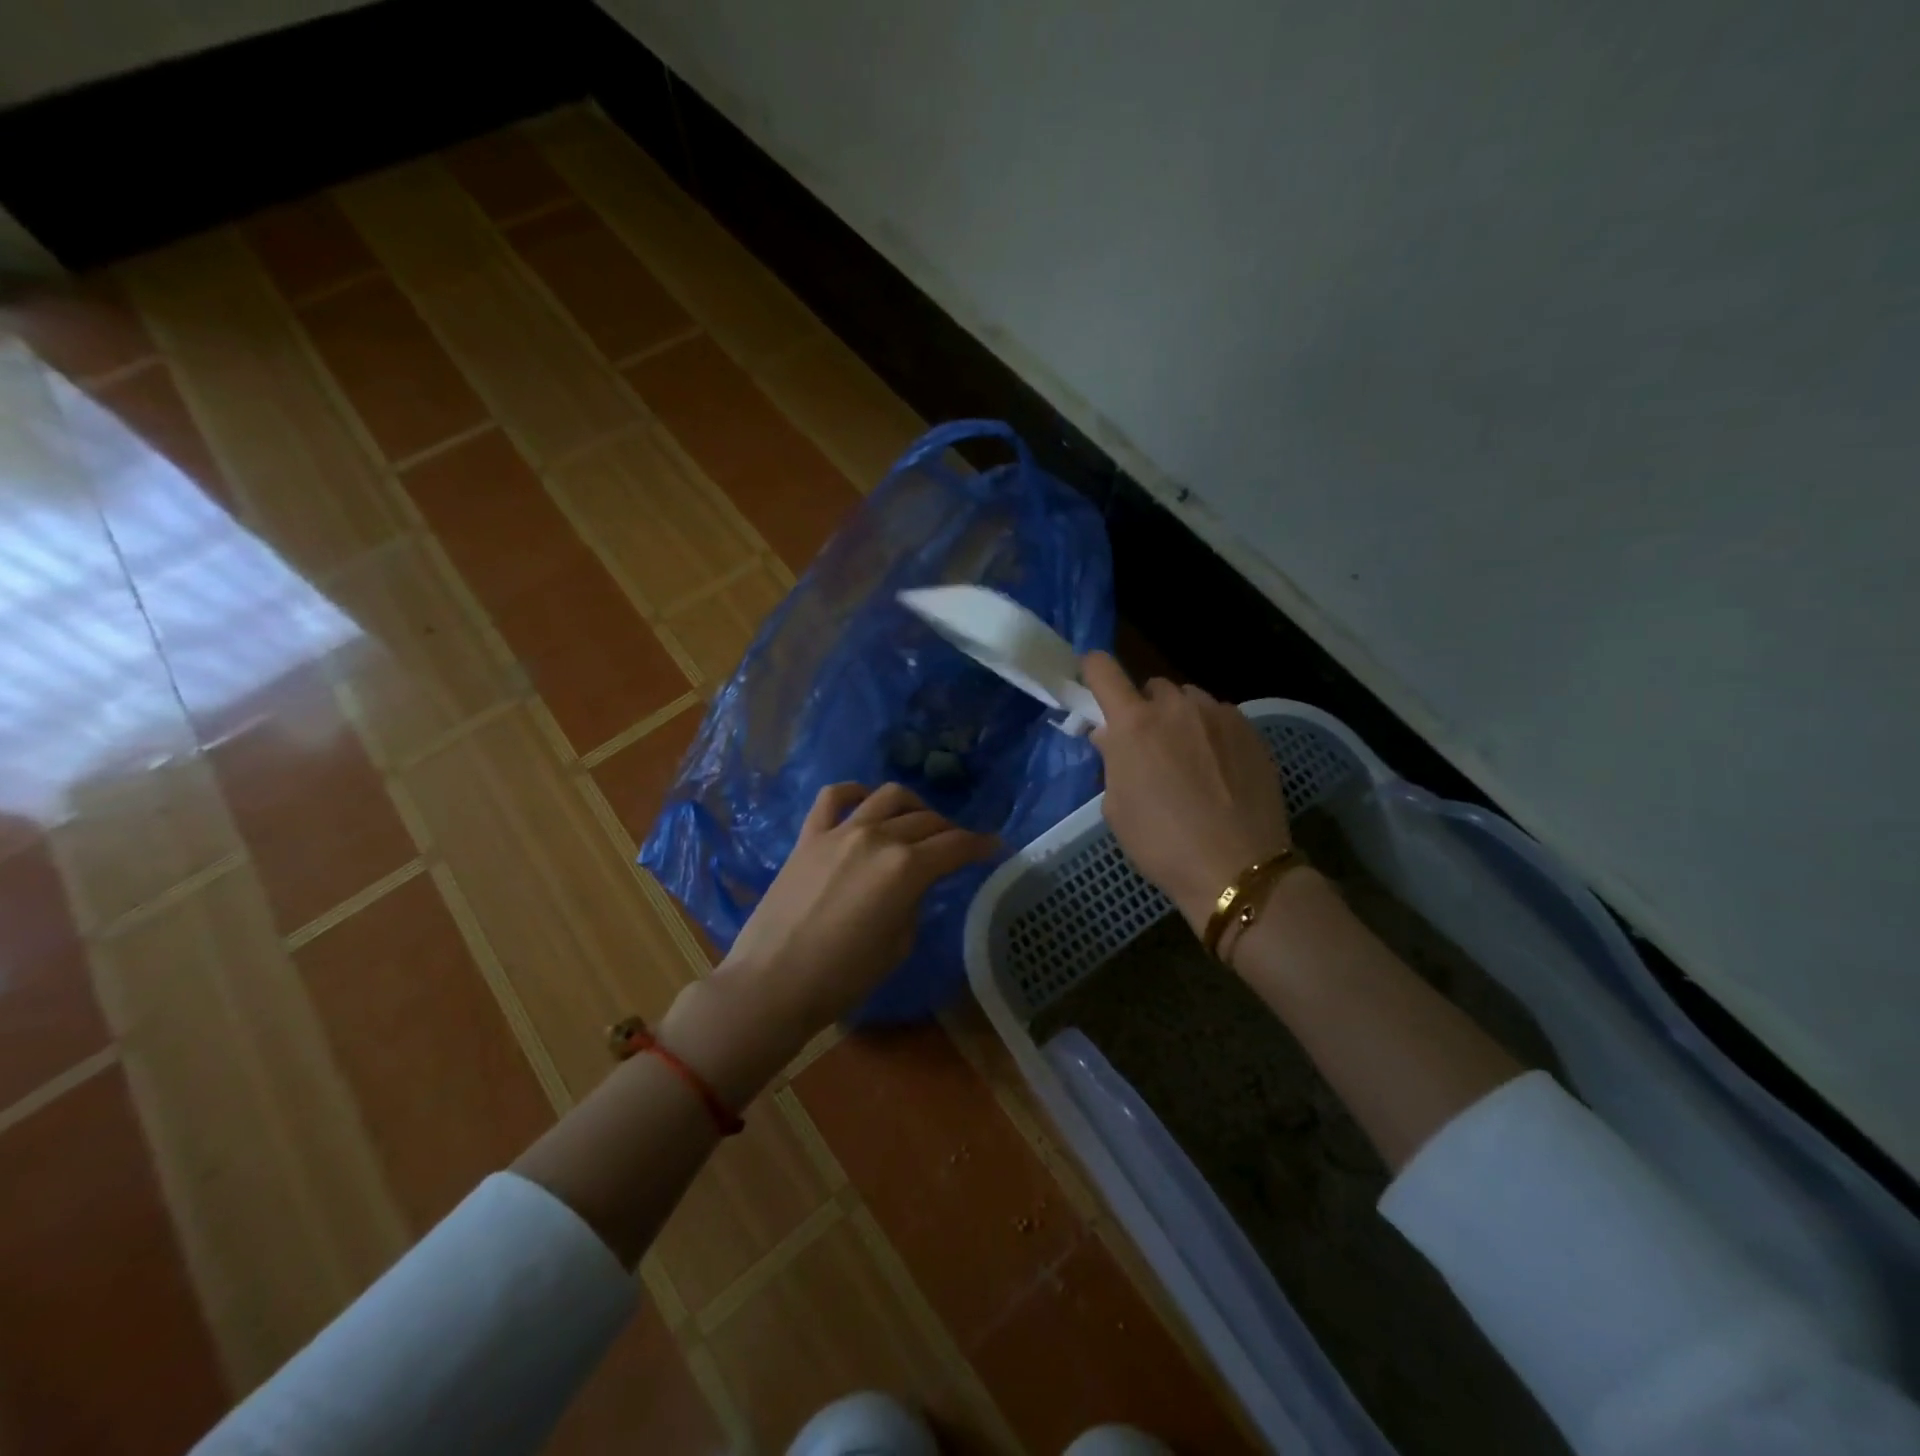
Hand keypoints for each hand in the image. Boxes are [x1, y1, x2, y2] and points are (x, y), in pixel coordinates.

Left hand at [719, 783, 997, 1035]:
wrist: (771, 983)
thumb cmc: (842, 978)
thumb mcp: (898, 945)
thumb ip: (913, 902)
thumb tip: (914, 884)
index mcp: (906, 868)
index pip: (956, 846)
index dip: (981, 845)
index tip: (994, 846)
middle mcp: (878, 837)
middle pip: (927, 820)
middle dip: (951, 831)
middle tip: (958, 845)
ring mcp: (841, 831)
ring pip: (889, 796)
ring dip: (914, 805)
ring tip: (918, 822)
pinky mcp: (809, 835)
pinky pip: (835, 797)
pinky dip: (856, 792)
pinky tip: (865, 802)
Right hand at [1082, 652, 1291, 931]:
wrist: (1237, 868)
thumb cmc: (1162, 844)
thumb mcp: (1116, 808)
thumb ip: (1112, 761)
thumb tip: (1111, 736)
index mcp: (1134, 724)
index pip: (1103, 670)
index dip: (1092, 670)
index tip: (1091, 682)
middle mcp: (1176, 707)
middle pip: (1152, 687)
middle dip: (1144, 708)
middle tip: (1147, 744)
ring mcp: (1219, 715)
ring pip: (1190, 700)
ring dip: (1180, 718)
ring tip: (1188, 756)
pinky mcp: (1251, 731)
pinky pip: (1221, 717)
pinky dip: (1211, 732)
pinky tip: (1219, 768)